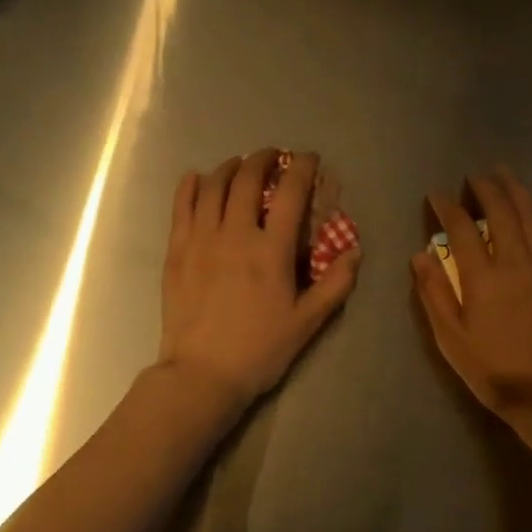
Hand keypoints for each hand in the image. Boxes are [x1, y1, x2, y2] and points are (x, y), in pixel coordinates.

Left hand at [159, 149, 359, 413]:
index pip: (290, 193)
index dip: (302, 168)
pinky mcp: (177, 252)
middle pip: (246, 179)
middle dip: (262, 159)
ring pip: (213, 187)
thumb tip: (354, 251)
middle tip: (272, 156)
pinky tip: (196, 178)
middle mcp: (235, 234)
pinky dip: (190, 186)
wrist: (202, 374)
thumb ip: (335, 284)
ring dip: (228, 167)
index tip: (308, 159)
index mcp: (271, 250)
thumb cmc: (260, 350)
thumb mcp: (308, 322)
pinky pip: (181, 207)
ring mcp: (201, 240)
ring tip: (238, 164)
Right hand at [411, 167, 531, 446]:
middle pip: (502, 212)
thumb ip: (433, 292)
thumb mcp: (450, 337)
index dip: (447, 206)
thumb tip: (419, 254)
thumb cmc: (491, 369)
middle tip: (474, 175)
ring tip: (506, 175)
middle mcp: (517, 263)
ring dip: (518, 192)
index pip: (461, 228)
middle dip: (486, 188)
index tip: (436, 194)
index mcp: (484, 276)